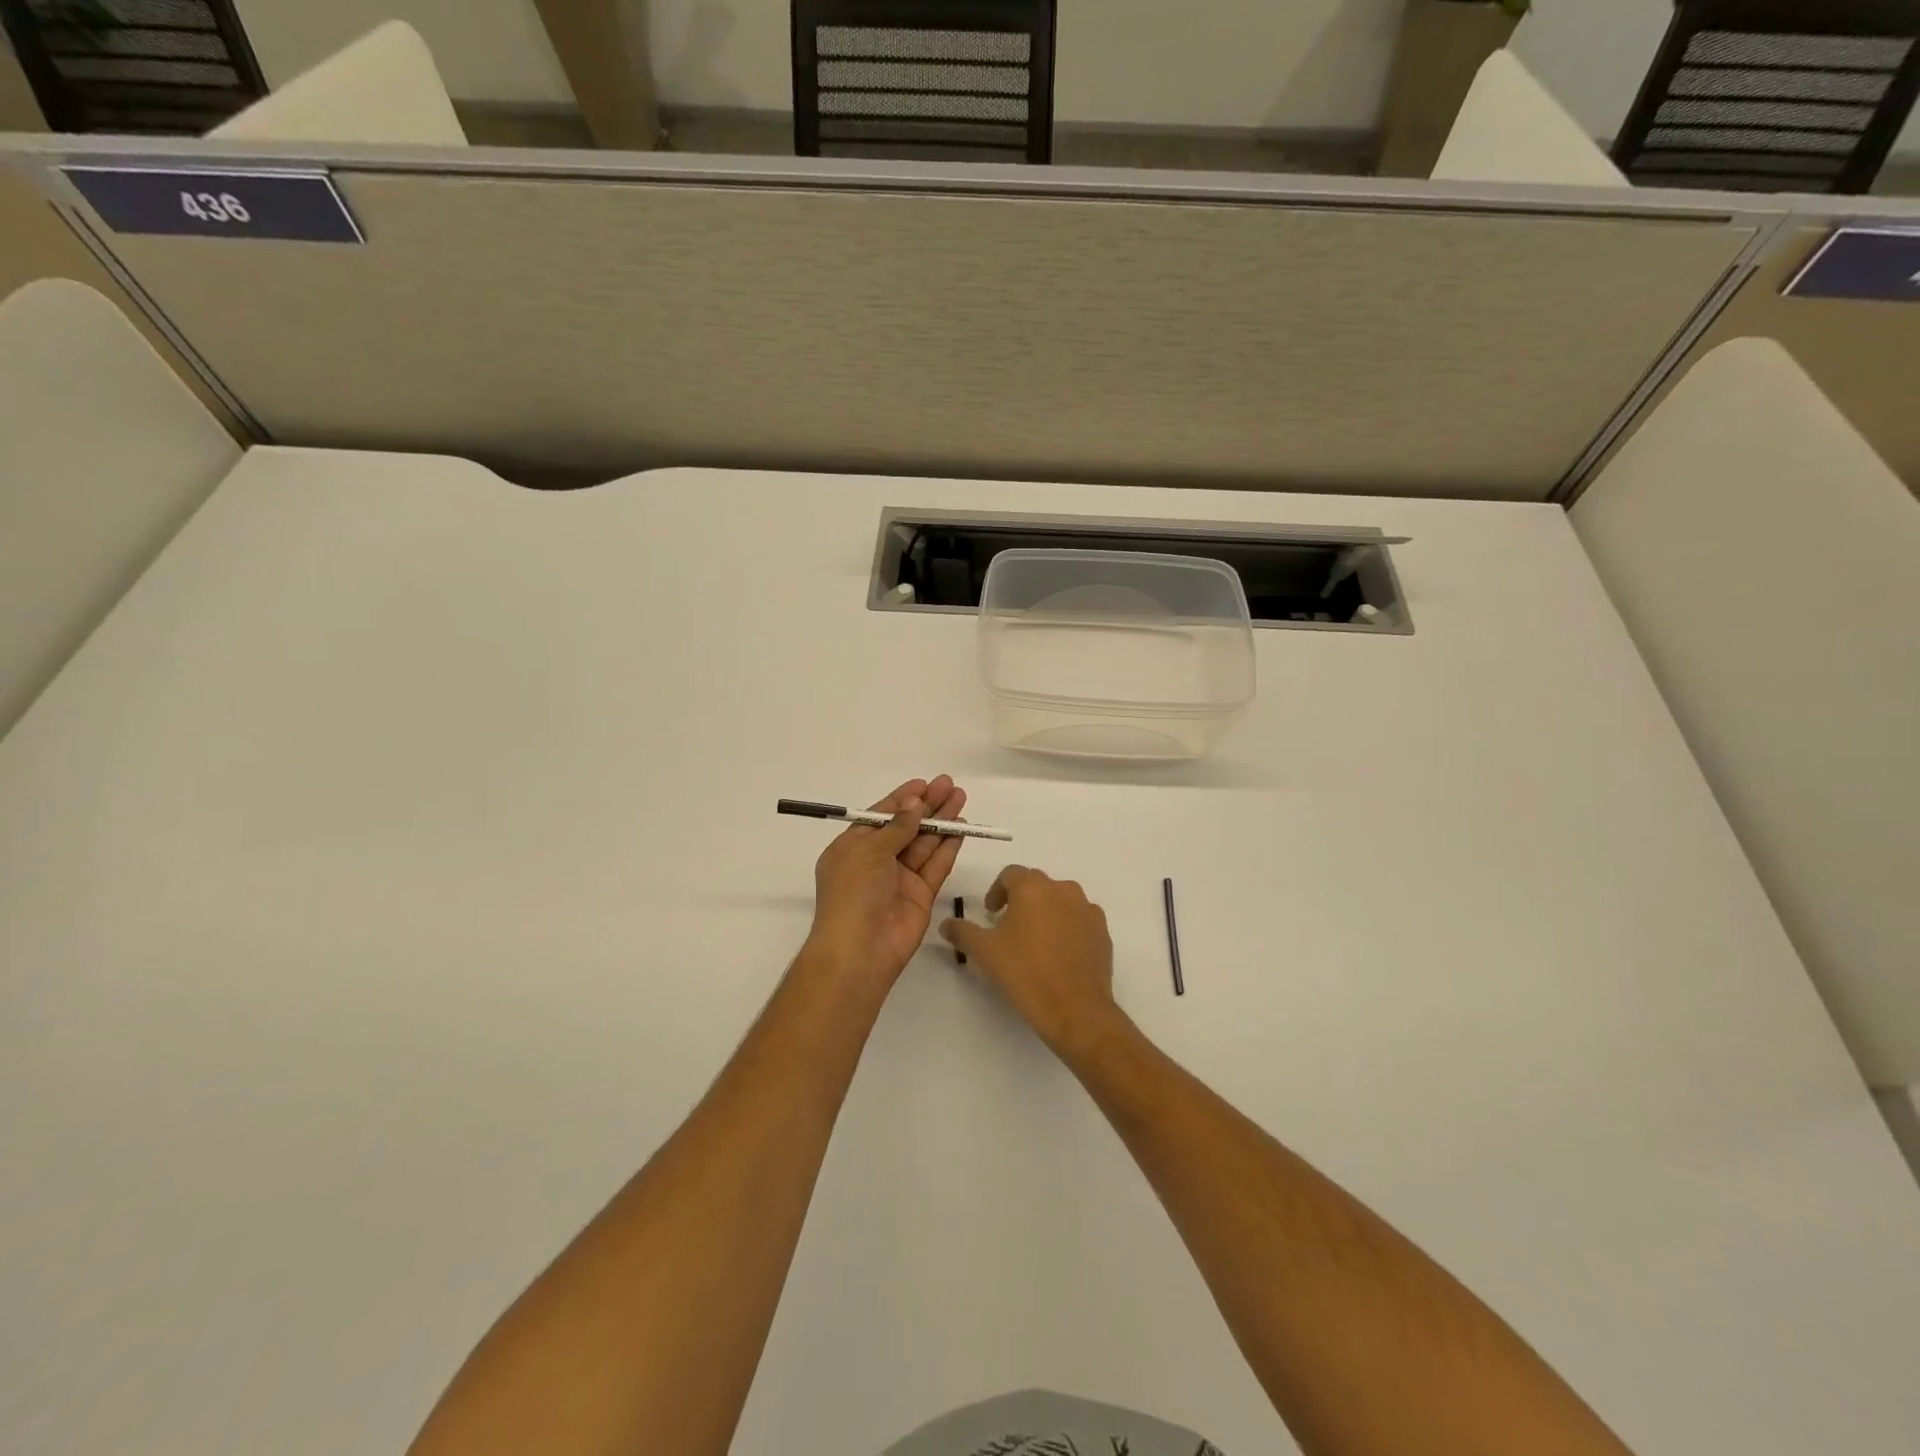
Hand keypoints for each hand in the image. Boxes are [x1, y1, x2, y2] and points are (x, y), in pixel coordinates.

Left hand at [803, 776, 967, 990]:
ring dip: (942, 821)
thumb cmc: (853, 893)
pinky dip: (949, 846)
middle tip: (949, 784)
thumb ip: (896, 826)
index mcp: (853, 848)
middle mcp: (876, 861)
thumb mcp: (868, 850)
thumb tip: (914, 803)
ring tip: (961, 798)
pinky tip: (962, 827)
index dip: (902, 799)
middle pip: (907, 827)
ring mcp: (900, 878)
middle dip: (927, 805)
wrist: (860, 950)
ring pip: (925, 843)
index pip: (880, 816)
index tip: (923, 783)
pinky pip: (936, 865)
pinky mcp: (921, 895)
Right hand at [941, 866, 1120, 1059]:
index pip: (1010, 874)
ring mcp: (1087, 910)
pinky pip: (1080, 920)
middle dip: (1021, 900)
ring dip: (1046, 912)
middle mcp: (1063, 890)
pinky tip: (1058, 954)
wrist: (1076, 1010)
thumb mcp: (984, 952)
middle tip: (1009, 927)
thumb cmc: (1025, 973)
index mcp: (1032, 888)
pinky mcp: (1102, 931)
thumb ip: (962, 932)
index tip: (990, 914)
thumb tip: (947, 924)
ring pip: (1061, 900)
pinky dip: (1067, 928)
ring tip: (1035, 941)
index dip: (996, 891)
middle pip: (1037, 885)